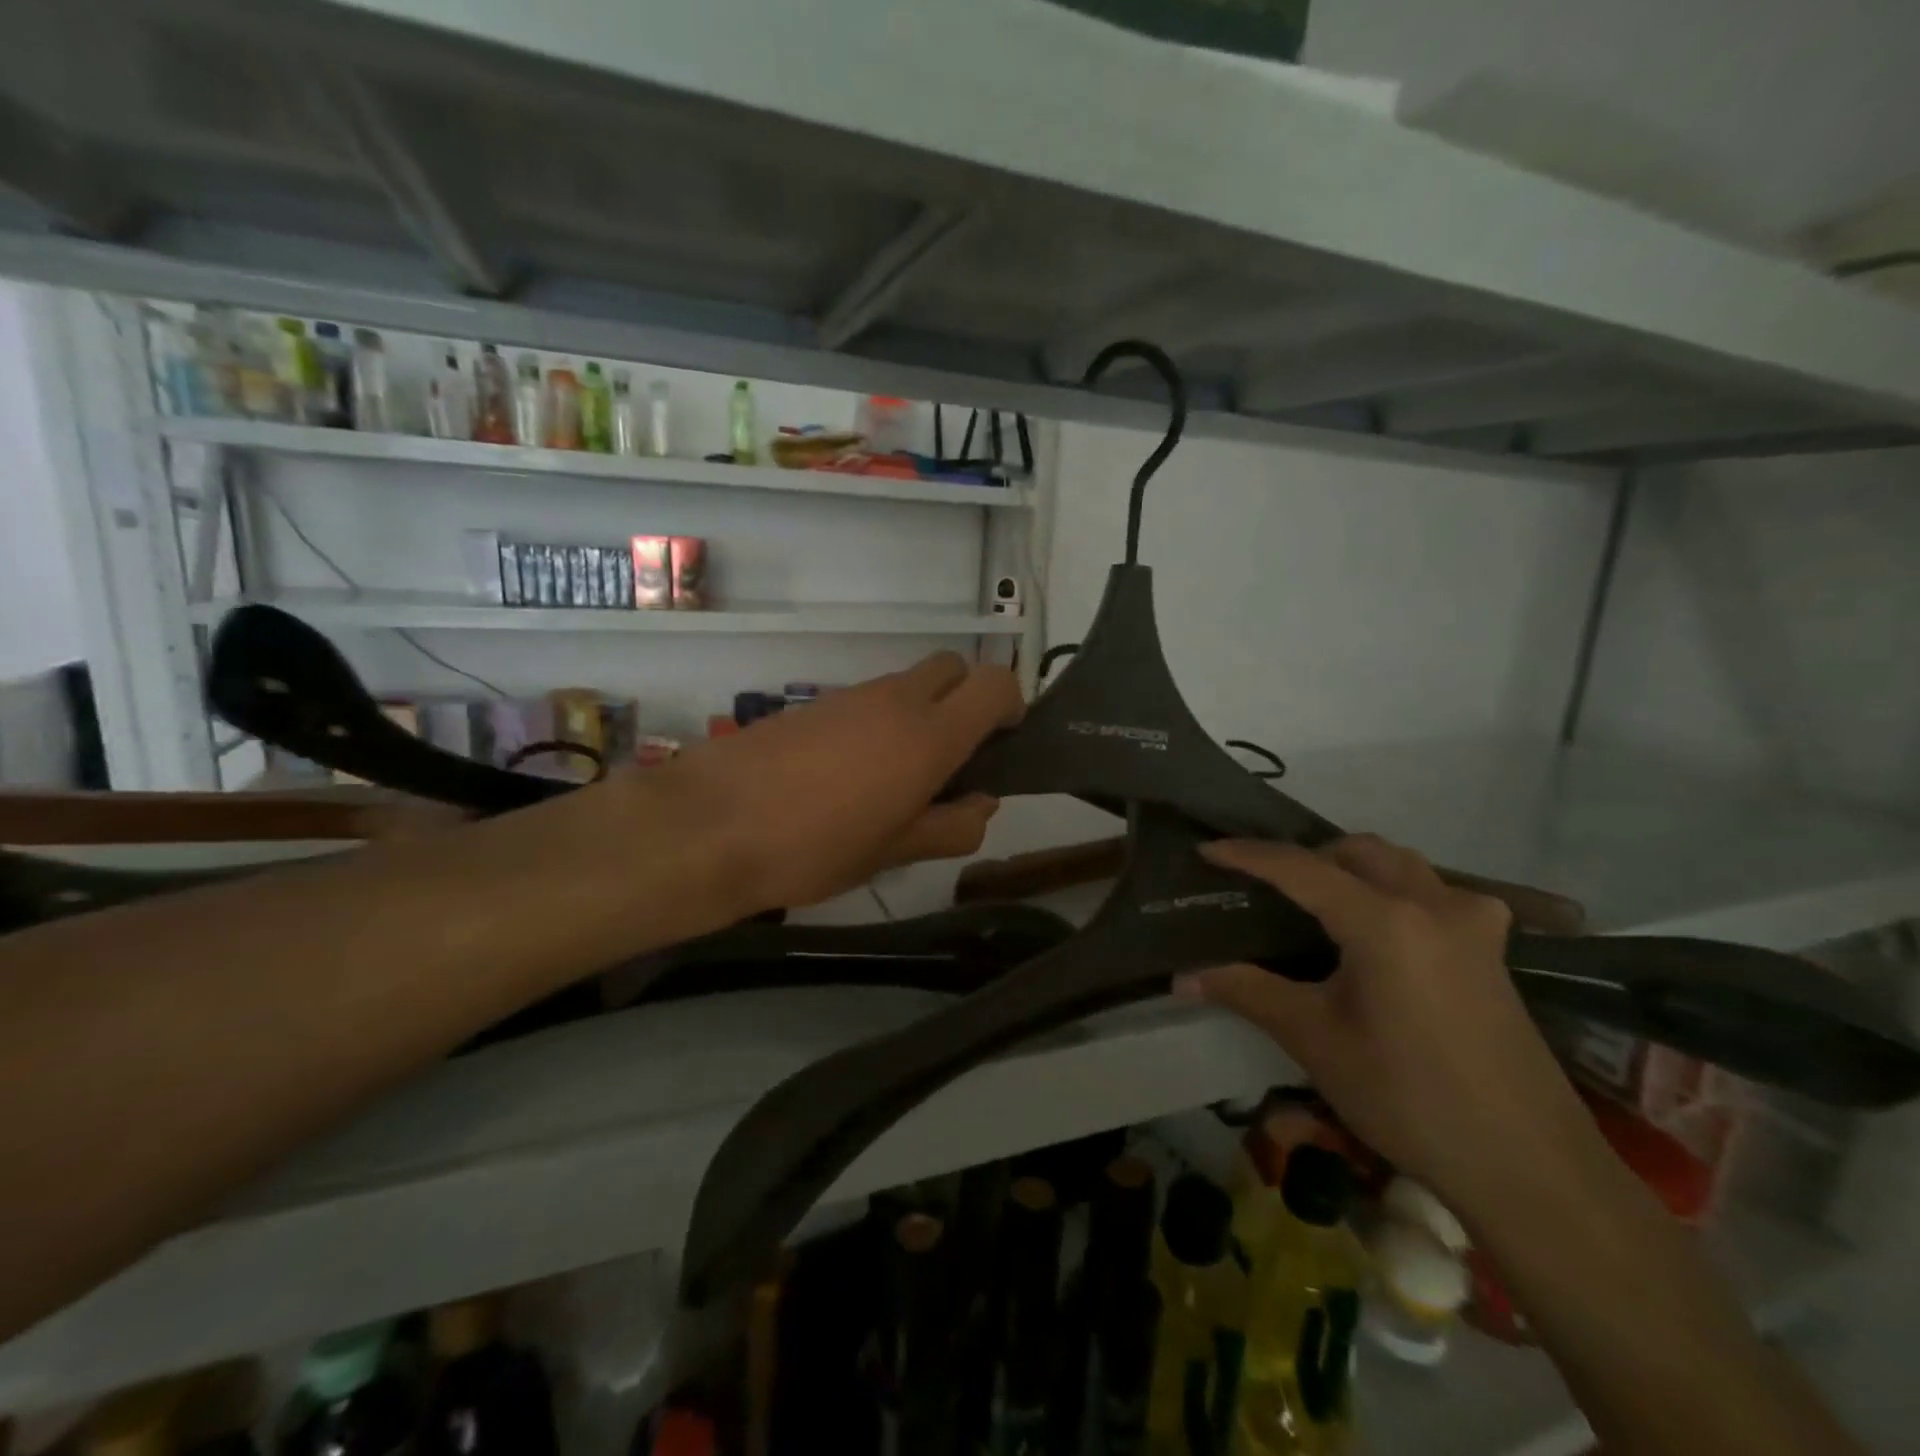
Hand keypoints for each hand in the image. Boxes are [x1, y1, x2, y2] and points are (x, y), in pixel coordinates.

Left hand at [648, 652, 1023, 911]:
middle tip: (952, 758)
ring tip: (896, 780)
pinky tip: (850, 777)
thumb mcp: (895, 852)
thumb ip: (952, 826)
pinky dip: (879, 722)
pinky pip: (866, 700)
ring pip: (908, 684)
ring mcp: (851, 696)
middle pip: (954, 668)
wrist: (709, 825)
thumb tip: (982, 804)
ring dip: (919, 714)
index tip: (1002, 743)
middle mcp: (896, 700)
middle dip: (966, 699)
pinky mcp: (813, 704)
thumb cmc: (815, 847)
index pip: (995, 683)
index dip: (1010, 705)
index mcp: (929, 734)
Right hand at [1181, 835, 1596, 1220]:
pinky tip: (1379, 931)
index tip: (1206, 850)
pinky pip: (1433, 892)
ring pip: (1401, 865)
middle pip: (1358, 851)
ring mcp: (1472, 923)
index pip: (1301, 868)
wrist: (1530, 1168)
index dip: (1248, 855)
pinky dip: (1392, 891)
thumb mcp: (1315, 1041)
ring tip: (1315, 902)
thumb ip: (1248, 992)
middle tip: (1266, 886)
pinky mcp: (1491, 949)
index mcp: (1385, 921)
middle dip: (1306, 857)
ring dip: (1353, 868)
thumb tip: (1183, 977)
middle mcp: (1433, 904)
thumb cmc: (1409, 1099)